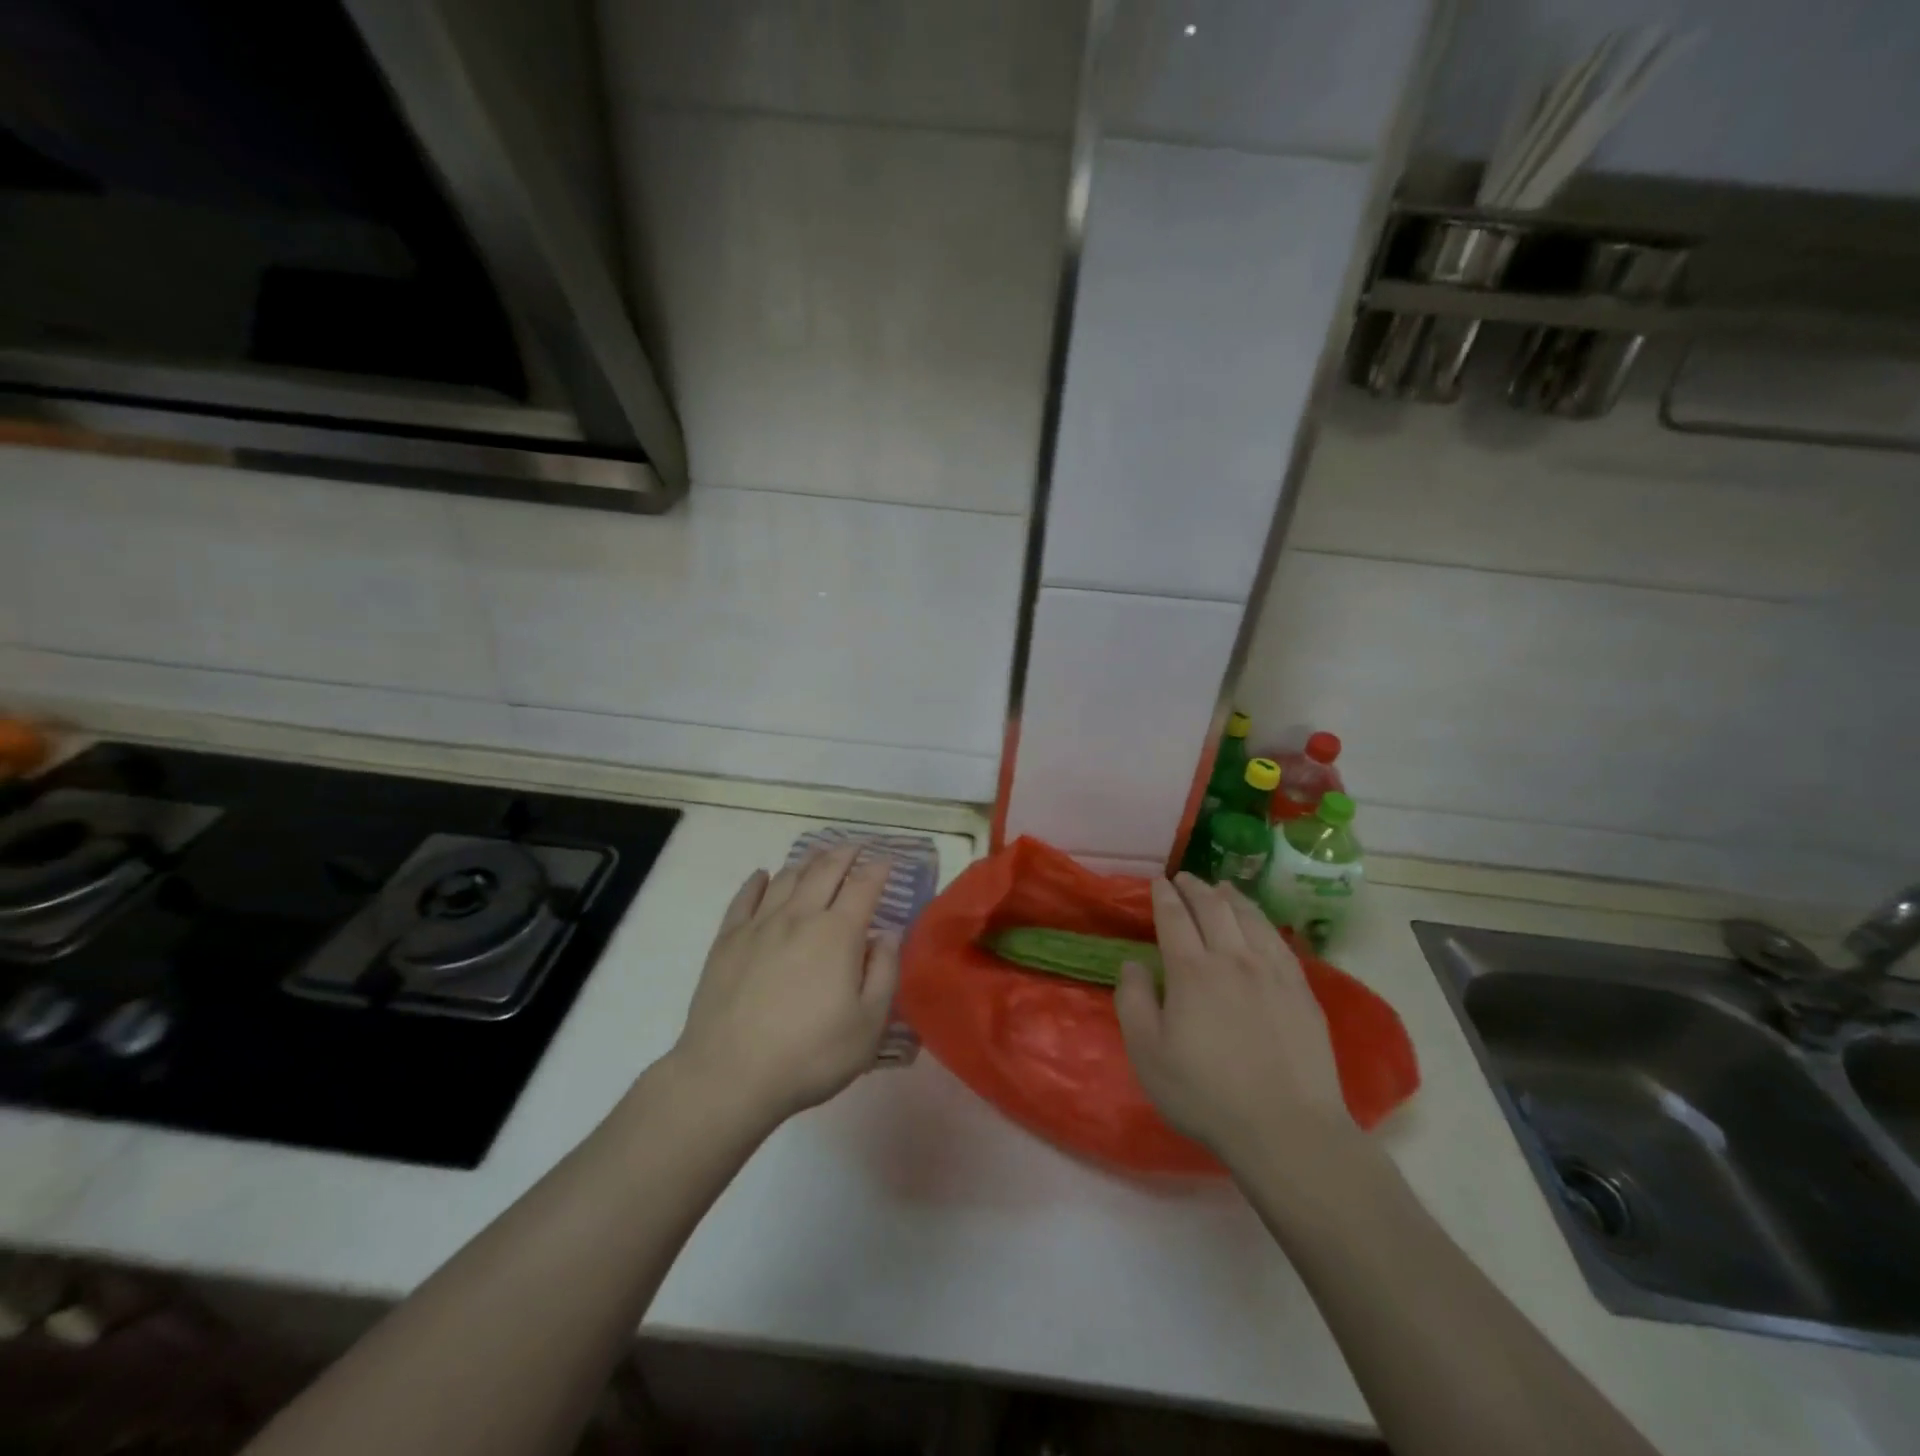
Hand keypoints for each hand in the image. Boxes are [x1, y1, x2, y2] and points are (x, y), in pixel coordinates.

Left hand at [670, 844, 899, 1126]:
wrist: (729, 1075)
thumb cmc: (809, 1055)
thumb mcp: (868, 1026)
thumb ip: (883, 973)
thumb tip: (887, 934)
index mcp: (838, 934)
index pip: (863, 886)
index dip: (878, 869)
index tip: (887, 859)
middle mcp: (799, 917)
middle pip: (825, 870)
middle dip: (845, 854)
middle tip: (856, 847)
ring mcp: (759, 925)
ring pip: (786, 878)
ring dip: (807, 861)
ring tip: (818, 855)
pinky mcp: (727, 940)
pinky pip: (744, 898)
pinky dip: (757, 881)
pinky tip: (762, 875)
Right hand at [1116, 874, 1355, 1168]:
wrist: (1287, 1128)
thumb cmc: (1205, 1094)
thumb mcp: (1148, 1054)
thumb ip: (1133, 1001)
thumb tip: (1133, 963)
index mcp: (1192, 971)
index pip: (1175, 919)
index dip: (1164, 897)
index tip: (1158, 883)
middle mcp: (1233, 959)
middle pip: (1214, 908)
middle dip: (1196, 888)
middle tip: (1185, 877)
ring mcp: (1273, 973)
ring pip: (1250, 918)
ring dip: (1231, 897)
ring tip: (1221, 888)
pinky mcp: (1302, 991)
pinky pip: (1279, 941)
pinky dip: (1263, 921)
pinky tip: (1260, 924)